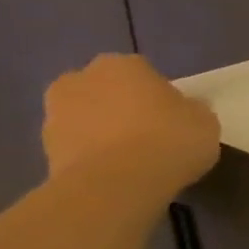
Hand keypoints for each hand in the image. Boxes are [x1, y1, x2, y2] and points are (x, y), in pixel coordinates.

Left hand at [42, 55, 220, 201]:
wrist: (116, 183)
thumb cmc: (170, 139)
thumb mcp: (205, 120)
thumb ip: (191, 109)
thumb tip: (184, 109)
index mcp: (123, 65)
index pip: (143, 71)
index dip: (159, 92)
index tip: (173, 113)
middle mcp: (81, 79)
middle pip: (107, 89)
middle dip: (122, 104)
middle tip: (150, 130)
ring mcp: (56, 113)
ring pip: (88, 115)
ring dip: (104, 129)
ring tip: (134, 155)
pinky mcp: (44, 147)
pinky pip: (78, 143)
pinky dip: (93, 153)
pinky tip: (118, 170)